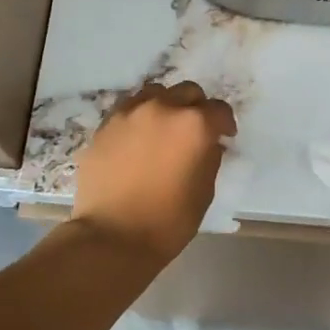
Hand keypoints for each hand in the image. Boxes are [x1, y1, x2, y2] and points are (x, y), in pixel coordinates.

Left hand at [71, 81, 236, 263]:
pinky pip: (128, 109)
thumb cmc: (168, 221)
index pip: (219, 110)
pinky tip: (138, 138)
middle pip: (187, 92)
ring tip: (164, 128)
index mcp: (193, 125)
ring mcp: (129, 114)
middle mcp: (162, 109)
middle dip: (196, 108)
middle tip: (195, 131)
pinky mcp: (104, 126)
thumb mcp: (203, 192)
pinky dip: (139, 116)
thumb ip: (209, 158)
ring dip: (166, 105)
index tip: (225, 137)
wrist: (112, 236)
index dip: (225, 123)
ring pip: (155, 93)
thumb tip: (208, 144)